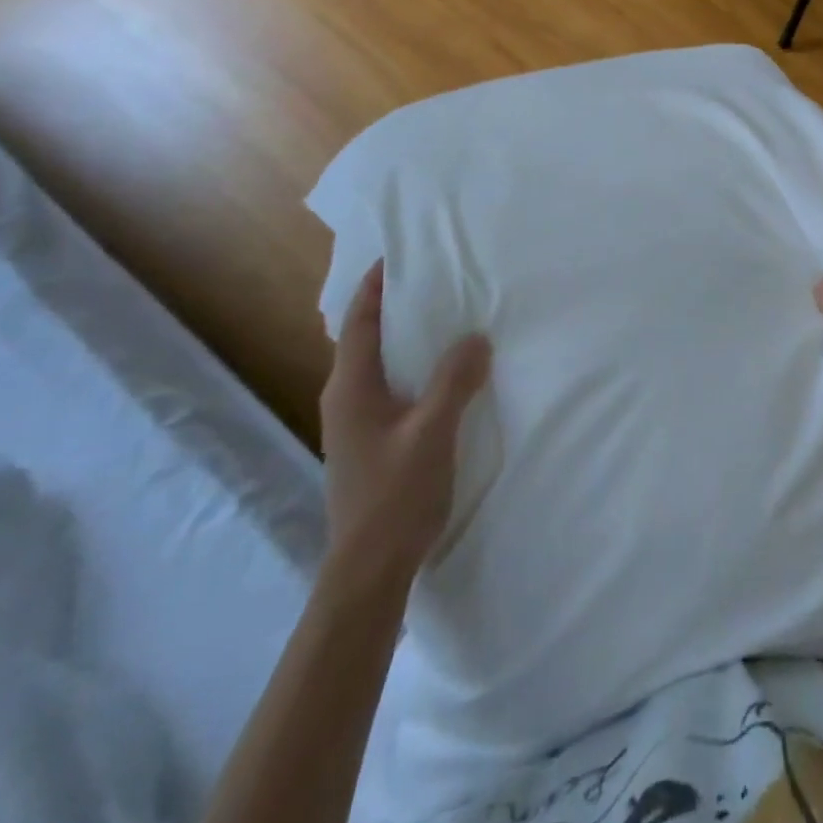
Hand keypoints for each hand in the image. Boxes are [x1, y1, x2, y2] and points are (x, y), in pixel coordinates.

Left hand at [319, 261, 491, 582]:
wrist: (370, 568)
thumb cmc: (395, 495)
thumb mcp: (432, 431)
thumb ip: (455, 380)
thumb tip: (476, 337)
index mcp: (351, 388)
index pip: (360, 322)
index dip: (375, 286)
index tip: (398, 253)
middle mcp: (346, 398)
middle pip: (366, 338)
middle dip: (394, 305)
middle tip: (434, 277)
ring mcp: (356, 422)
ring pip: (380, 363)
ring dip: (406, 336)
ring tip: (445, 315)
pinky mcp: (372, 440)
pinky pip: (392, 385)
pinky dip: (414, 365)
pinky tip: (444, 370)